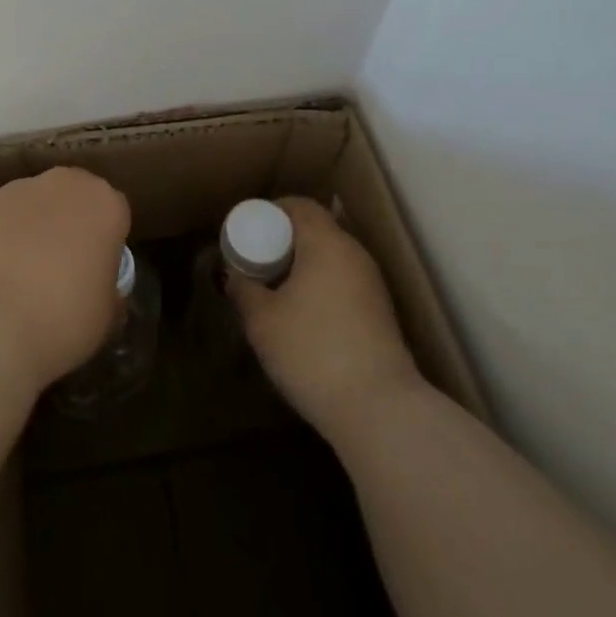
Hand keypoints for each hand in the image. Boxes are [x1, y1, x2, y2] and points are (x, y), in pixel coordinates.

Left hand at [0, 166, 131, 389]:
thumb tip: (102, 290)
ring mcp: (14, 190)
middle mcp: (60, 184)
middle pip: (70, 197)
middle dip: (67, 223)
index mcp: (103, 202)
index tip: (97, 270)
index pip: (114, 212)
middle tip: (60, 268)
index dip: (106, 241)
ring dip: (29, 228)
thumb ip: (108, 291)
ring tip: (18, 277)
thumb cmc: (63, 317)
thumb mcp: (106, 316)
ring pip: (30, 205)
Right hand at [225, 197, 421, 441]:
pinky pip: (344, 283)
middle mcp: (355, 254)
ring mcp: (373, 285)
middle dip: (285, 241)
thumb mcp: (262, 321)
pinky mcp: (382, 314)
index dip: (273, 211)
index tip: (249, 230)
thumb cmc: (312, 351)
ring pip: (332, 259)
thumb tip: (234, 276)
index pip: (300, 206)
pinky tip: (304, 318)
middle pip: (317, 230)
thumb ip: (243, 290)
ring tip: (277, 292)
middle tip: (258, 262)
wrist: (379, 410)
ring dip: (304, 267)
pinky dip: (321, 288)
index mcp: (327, 242)